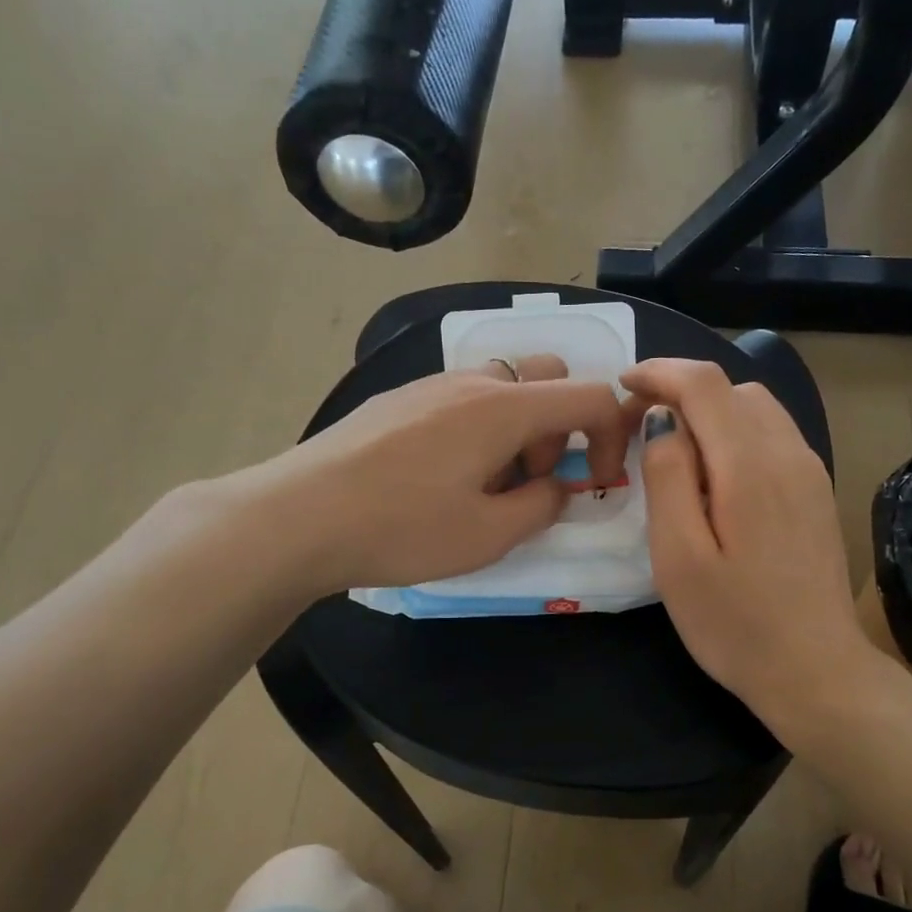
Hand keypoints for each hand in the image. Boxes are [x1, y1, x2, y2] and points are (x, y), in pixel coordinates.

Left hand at [269, 356, 629, 592]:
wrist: (298, 516)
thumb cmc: (402, 528)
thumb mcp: (489, 534)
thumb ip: (542, 506)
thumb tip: (557, 487)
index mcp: (505, 408)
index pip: (591, 396)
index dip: (614, 436)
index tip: (599, 483)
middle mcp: (473, 381)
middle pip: (549, 377)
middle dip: (561, 427)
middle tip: (531, 481)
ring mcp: (431, 385)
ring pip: (503, 388)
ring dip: (519, 429)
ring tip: (484, 485)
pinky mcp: (399, 399)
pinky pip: (463, 399)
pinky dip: (480, 428)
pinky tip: (441, 476)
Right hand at [623, 359, 874, 739]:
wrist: (816, 671)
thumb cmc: (734, 623)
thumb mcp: (678, 556)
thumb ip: (667, 477)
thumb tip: (662, 420)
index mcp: (749, 465)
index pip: (704, 384)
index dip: (659, 372)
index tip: (623, 385)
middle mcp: (788, 453)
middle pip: (733, 389)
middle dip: (682, 392)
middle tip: (641, 430)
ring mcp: (810, 472)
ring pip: (757, 410)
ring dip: (712, 413)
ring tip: (676, 453)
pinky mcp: (817, 493)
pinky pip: (774, 437)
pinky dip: (737, 435)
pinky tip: (717, 479)